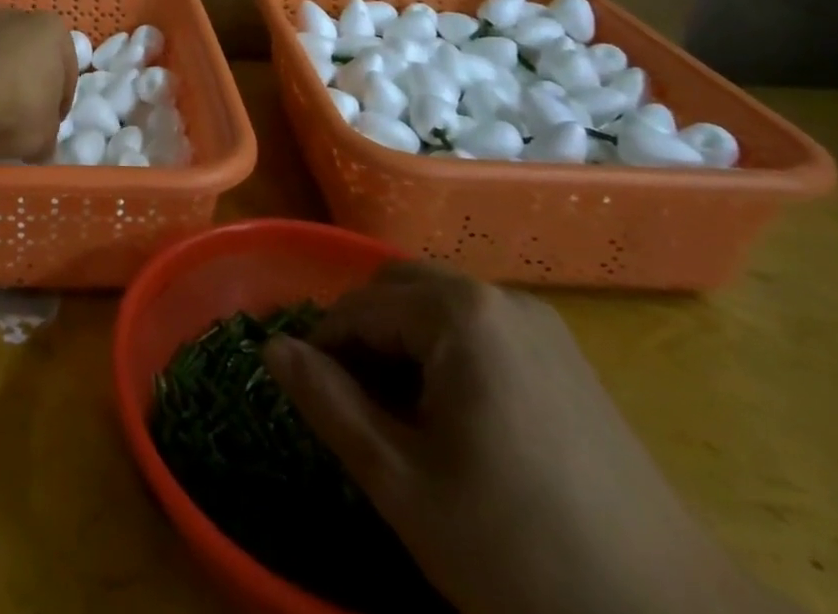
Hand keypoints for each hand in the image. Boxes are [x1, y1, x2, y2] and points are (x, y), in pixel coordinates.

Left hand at [0, 9, 75, 160]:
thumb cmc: (19, 107)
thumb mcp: (45, 136)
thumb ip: (48, 139)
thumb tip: (41, 150)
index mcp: (53, 31)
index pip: (67, 73)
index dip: (60, 106)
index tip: (50, 129)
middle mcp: (20, 19)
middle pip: (33, 61)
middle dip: (30, 89)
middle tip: (25, 124)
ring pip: (2, 62)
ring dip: (1, 87)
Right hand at [263, 262, 786, 613]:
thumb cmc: (519, 548)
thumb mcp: (402, 483)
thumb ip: (327, 404)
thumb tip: (271, 348)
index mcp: (459, 313)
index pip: (359, 306)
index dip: (325, 349)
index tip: (315, 401)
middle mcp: (498, 297)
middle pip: (398, 289)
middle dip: (364, 336)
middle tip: (356, 406)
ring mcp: (540, 325)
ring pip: (438, 307)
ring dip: (403, 343)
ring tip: (402, 417)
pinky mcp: (567, 358)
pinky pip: (480, 329)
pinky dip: (448, 353)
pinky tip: (458, 421)